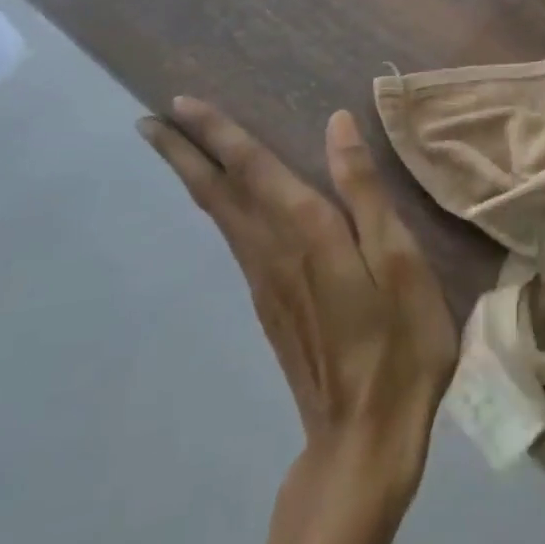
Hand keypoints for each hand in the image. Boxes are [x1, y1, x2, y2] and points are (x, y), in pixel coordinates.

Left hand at [141, 98, 458, 543]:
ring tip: (172, 147)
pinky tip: (220, 200)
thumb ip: (364, 189)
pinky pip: (232, 237)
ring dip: (191, 175)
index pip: (251, 167)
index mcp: (307, 231)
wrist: (364, 440)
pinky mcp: (267, 304)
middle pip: (217, 191)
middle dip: (182, 152)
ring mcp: (264, 281)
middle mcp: (272, 249)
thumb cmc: (397, 343)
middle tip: (146, 120)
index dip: (217, 132)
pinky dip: (215, 205)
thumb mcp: (398, 259)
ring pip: (218, 215)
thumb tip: (337, 123)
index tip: (179, 103)